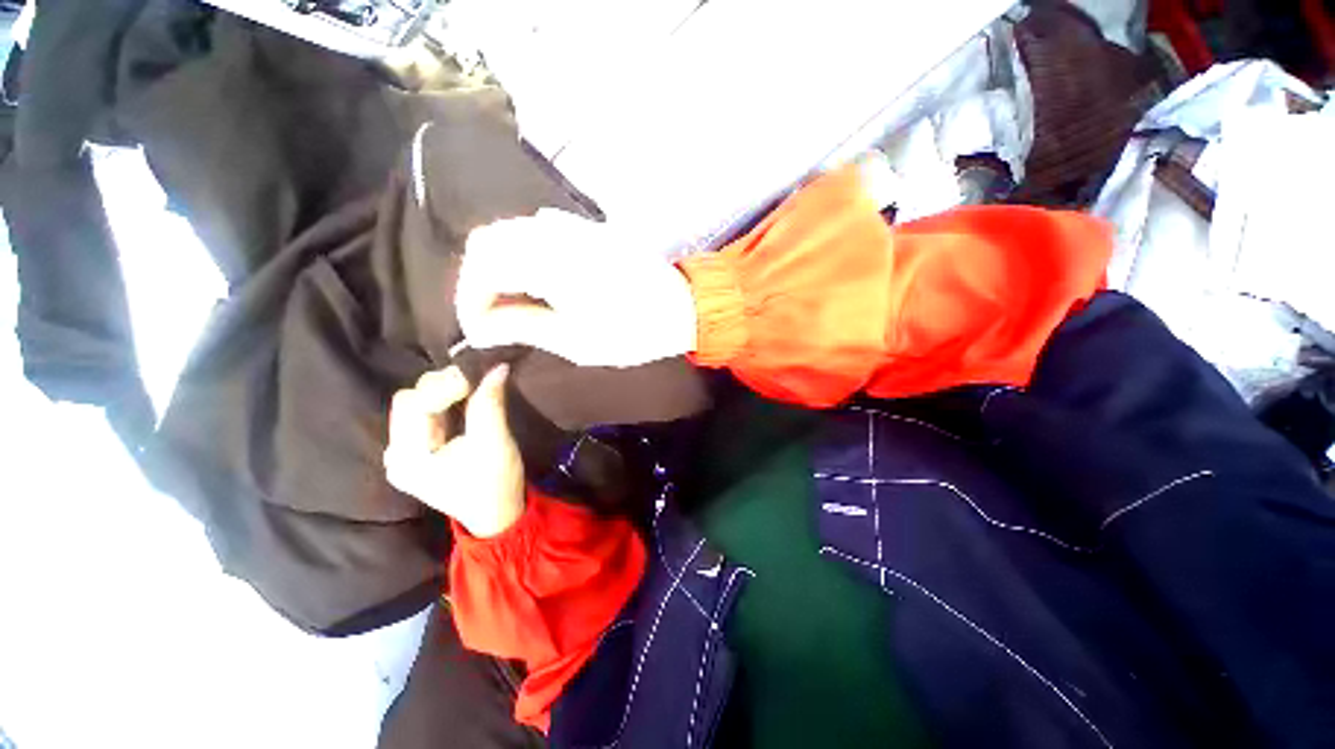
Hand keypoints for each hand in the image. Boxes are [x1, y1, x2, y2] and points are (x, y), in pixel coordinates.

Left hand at [384, 365, 524, 537]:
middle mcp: (397, 454)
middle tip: (476, 383)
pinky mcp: (418, 450)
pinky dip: (445, 402)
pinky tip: (464, 400)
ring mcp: (405, 453)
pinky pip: (425, 414)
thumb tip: (496, 367)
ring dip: (444, 392)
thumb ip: (489, 404)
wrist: (497, 514)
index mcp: (409, 458)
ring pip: (415, 404)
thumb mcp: (494, 442)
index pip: (414, 403)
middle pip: (409, 400)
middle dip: (442, 386)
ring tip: (473, 390)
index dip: (445, 385)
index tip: (477, 380)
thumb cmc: (495, 483)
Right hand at [456, 209, 697, 366]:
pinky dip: (522, 253)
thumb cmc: (634, 332)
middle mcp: (555, 231)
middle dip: (477, 280)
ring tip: (507, 302)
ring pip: (511, 231)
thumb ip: (523, 326)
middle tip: (487, 316)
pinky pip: (538, 230)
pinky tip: (533, 280)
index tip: (476, 329)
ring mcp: (573, 224)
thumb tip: (479, 328)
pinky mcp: (587, 227)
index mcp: (551, 261)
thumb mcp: (576, 341)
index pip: (483, 266)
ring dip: (498, 265)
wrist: (683, 308)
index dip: (469, 299)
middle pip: (489, 240)